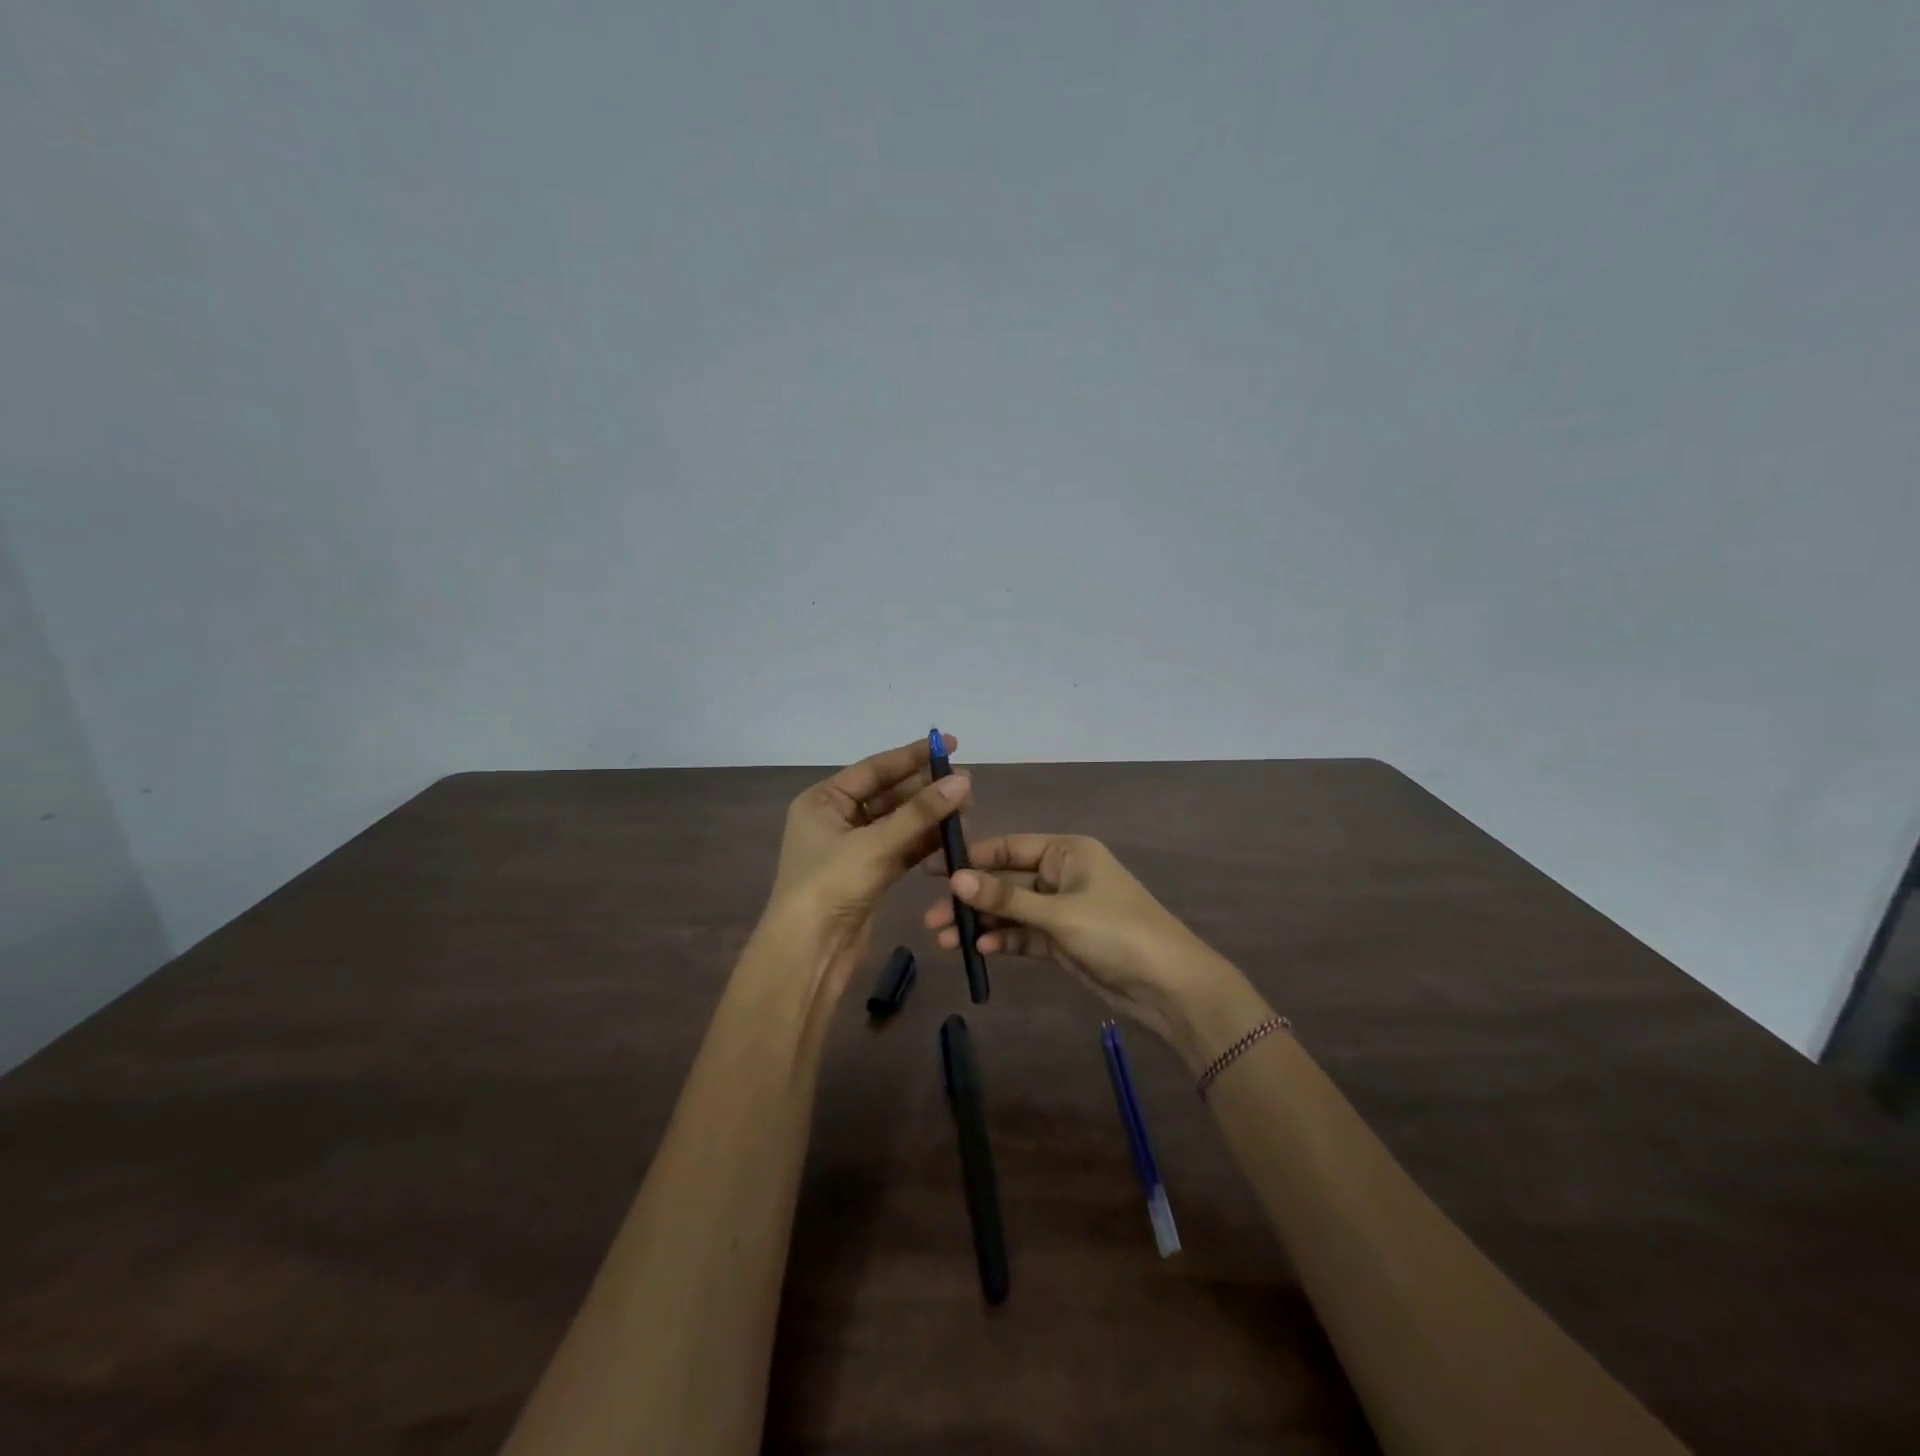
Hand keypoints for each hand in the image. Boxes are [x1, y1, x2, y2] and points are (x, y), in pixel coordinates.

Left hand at [763, 734, 971, 999]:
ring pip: (899, 822)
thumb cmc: (830, 886)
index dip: (912, 756)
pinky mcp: (870, 873)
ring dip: (930, 816)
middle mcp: (837, 818)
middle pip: (889, 794)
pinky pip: (903, 847)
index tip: (948, 743)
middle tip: (966, 783)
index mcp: (823, 800)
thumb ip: (920, 812)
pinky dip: (926, 841)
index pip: (874, 768)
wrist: (808, 952)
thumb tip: (963, 781)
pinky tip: (954, 835)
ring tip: (968, 809)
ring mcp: (854, 848)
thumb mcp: (875, 844)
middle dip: (926, 789)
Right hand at [923, 833, 1256, 1059]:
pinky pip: (1025, 934)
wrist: (1169, 987)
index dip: (971, 858)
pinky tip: (980, 951)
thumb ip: (1006, 899)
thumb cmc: (1117, 933)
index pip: (1008, 847)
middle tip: (930, 917)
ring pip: (1012, 911)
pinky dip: (1004, 941)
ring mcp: (1062, 908)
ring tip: (944, 940)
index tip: (931, 869)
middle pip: (1006, 881)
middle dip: (971, 900)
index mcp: (1067, 852)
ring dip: (982, 924)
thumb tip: (955, 880)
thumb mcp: (1059, 913)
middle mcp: (1062, 874)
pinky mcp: (1063, 940)